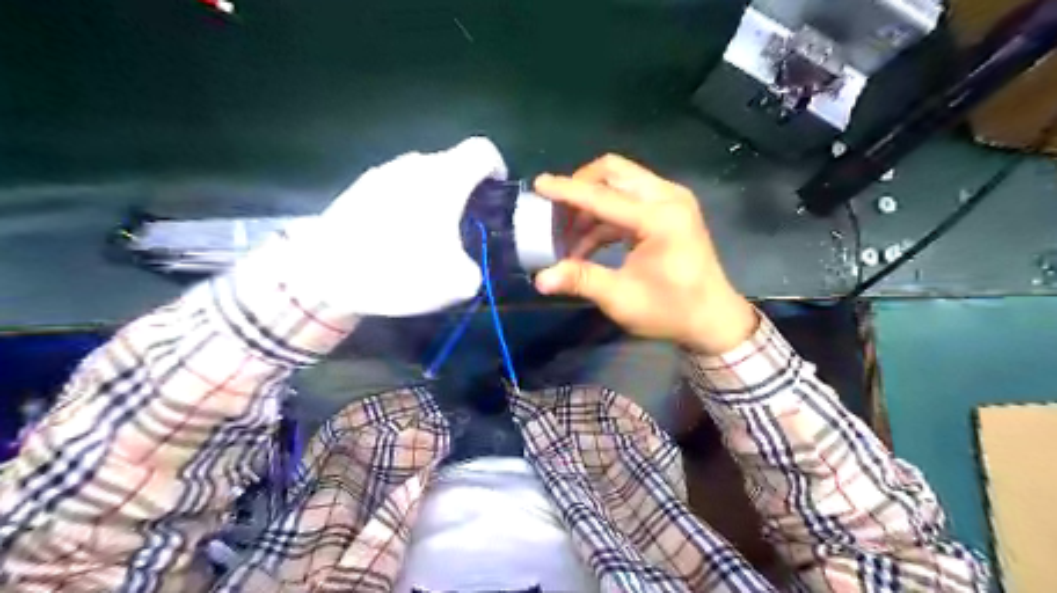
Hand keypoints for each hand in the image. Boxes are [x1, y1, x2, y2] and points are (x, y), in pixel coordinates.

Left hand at [286, 137, 506, 316]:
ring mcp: (383, 174)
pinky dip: (407, 206)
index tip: (496, 195)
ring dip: (434, 199)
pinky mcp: (359, 188)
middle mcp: (415, 165)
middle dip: (466, 192)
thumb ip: (476, 269)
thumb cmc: (398, 268)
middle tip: (465, 226)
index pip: (483, 151)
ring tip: (429, 236)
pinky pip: (396, 189)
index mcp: (445, 178)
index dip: (497, 168)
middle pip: (452, 166)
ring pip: (422, 178)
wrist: (324, 272)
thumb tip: (469, 268)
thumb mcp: (456, 283)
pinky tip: (396, 238)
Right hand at [532, 155, 755, 353]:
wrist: (713, 319)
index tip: (538, 184)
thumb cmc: (671, 311)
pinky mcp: (670, 209)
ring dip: (591, 203)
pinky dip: (605, 214)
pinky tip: (588, 240)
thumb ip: (581, 280)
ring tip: (568, 235)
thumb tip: (540, 280)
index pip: (603, 196)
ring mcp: (672, 200)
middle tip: (556, 212)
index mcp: (659, 218)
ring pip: (621, 182)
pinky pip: (629, 198)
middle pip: (614, 172)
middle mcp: (668, 198)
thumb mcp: (622, 298)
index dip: (567, 191)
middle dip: (580, 187)